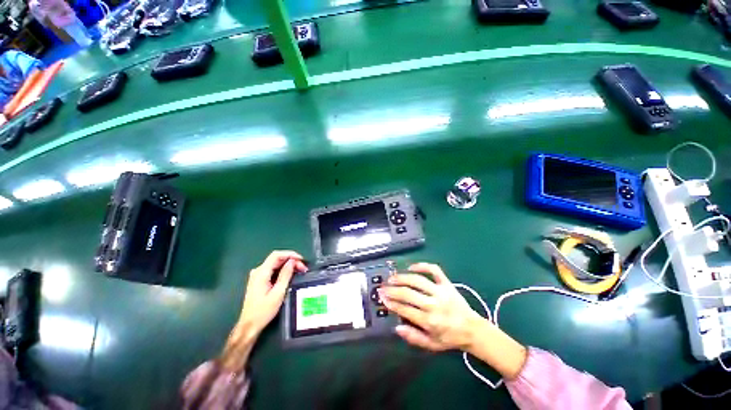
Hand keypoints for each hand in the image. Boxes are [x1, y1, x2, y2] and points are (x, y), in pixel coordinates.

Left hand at [238, 250, 307, 336]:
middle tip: (303, 268)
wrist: (249, 325)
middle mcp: (258, 271)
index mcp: (261, 273)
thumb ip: (285, 275)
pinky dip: (283, 270)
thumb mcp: (278, 293)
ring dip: (288, 265)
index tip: (302, 260)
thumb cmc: (263, 311)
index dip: (290, 254)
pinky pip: (273, 270)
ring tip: (299, 271)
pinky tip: (290, 275)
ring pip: (275, 264)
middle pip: (276, 259)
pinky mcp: (259, 280)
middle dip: (291, 260)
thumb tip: (292, 261)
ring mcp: (257, 275)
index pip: (276, 255)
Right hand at [380, 263, 481, 351]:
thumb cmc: (450, 338)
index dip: (391, 303)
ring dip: (402, 277)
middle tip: (382, 287)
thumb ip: (413, 337)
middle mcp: (433, 304)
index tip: (382, 298)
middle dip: (392, 290)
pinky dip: (422, 266)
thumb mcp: (431, 345)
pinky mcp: (447, 283)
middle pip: (408, 293)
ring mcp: (441, 291)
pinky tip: (412, 267)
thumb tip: (397, 327)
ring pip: (418, 280)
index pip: (405, 309)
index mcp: (429, 321)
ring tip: (392, 277)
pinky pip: (434, 270)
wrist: (472, 329)